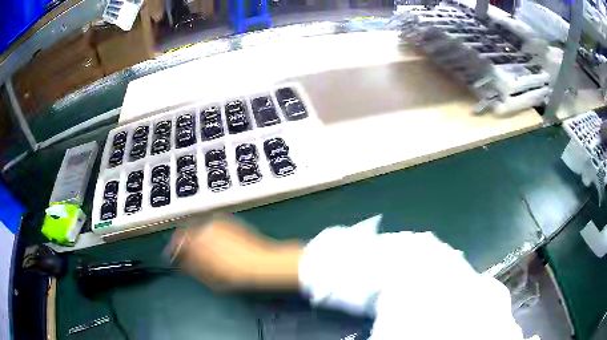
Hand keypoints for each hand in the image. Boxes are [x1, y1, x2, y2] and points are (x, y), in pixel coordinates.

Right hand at [167, 215, 302, 289]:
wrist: (261, 264)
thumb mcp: (208, 278)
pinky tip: (217, 243)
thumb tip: (180, 263)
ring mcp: (216, 222)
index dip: (173, 250)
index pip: (176, 242)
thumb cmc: (234, 276)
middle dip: (185, 242)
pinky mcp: (228, 220)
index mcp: (196, 243)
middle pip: (186, 232)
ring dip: (197, 236)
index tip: (173, 256)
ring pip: (199, 227)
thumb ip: (189, 267)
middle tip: (189, 254)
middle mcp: (204, 228)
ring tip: (204, 249)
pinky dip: (209, 232)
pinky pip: (212, 225)